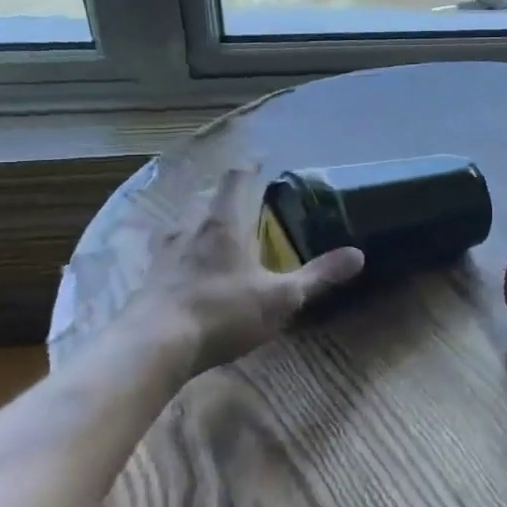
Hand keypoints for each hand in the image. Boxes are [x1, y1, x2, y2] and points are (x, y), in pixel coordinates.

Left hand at [120, 164, 362, 374]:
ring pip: (181, 223)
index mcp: (224, 223)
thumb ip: (319, 276)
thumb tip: (358, 255)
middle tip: (243, 201)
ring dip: (198, 221)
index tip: (262, 161)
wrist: (154, 345)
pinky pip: (166, 252)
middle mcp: (190, 228)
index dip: (250, 167)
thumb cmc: (223, 312)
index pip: (236, 179)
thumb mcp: (281, 297)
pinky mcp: (148, 279)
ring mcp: (163, 253)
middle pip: (205, 197)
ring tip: (213, 231)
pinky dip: (180, 250)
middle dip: (224, 195)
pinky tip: (186, 267)